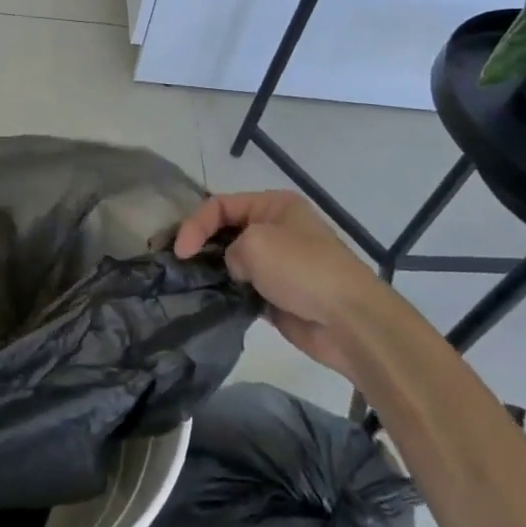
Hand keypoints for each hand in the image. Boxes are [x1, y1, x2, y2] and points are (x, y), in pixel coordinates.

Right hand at [174, 190, 399, 377]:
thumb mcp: (256, 243)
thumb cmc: (302, 269)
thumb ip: (229, 249)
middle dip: (200, 244)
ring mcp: (277, 264)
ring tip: (188, 281)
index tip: (180, 251)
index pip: (221, 205)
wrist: (348, 321)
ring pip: (232, 261)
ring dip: (212, 270)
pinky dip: (227, 292)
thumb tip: (236, 270)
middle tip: (177, 262)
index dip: (195, 224)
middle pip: (225, 230)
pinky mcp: (276, 295)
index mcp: (274, 205)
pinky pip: (242, 288)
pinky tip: (211, 299)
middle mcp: (275, 229)